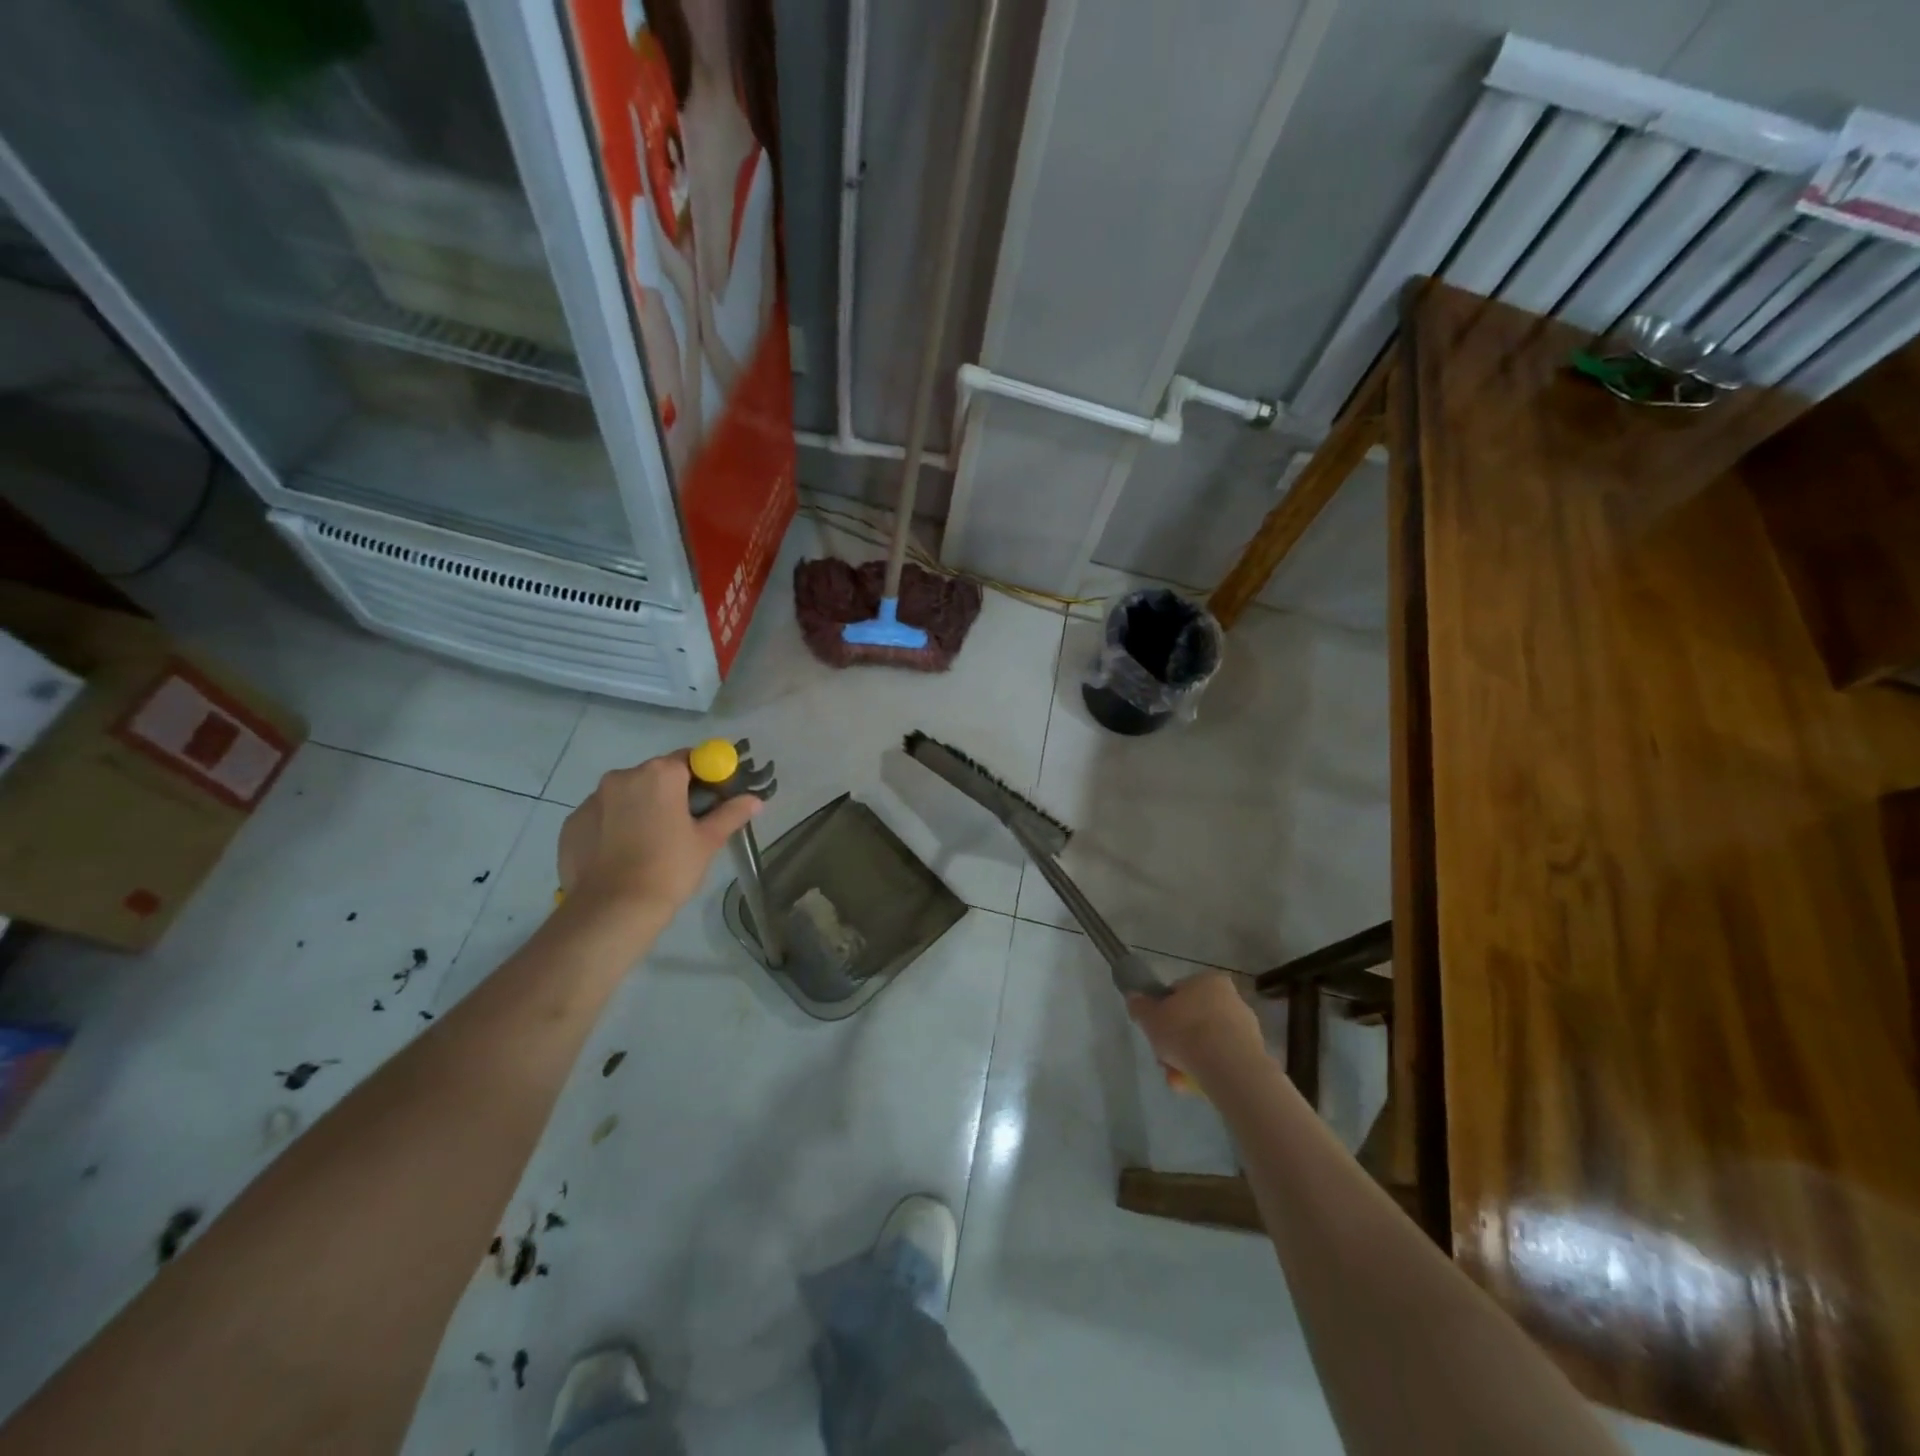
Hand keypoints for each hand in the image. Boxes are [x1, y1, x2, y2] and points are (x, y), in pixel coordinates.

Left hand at [557, 751, 761, 922]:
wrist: (612, 910)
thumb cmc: (669, 869)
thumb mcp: (707, 842)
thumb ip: (731, 814)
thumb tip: (755, 800)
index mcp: (660, 774)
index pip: (690, 758)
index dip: (705, 776)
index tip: (711, 800)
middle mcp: (623, 776)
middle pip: (656, 775)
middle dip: (671, 793)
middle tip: (684, 826)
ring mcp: (592, 799)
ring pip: (626, 795)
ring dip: (640, 808)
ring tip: (649, 844)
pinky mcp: (572, 823)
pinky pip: (602, 816)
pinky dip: (614, 826)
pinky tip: (622, 855)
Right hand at [1128, 973, 1266, 1081]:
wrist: (1231, 1069)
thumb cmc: (1186, 1032)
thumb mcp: (1150, 1017)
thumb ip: (1140, 1006)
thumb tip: (1135, 998)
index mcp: (1208, 980)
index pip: (1178, 993)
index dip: (1163, 1013)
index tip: (1156, 1032)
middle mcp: (1231, 998)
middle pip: (1192, 1020)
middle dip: (1176, 1043)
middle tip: (1164, 1060)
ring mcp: (1246, 1027)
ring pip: (1207, 1043)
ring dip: (1189, 1060)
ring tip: (1177, 1080)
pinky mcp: (1255, 1054)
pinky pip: (1223, 1060)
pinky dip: (1208, 1071)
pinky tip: (1195, 1086)